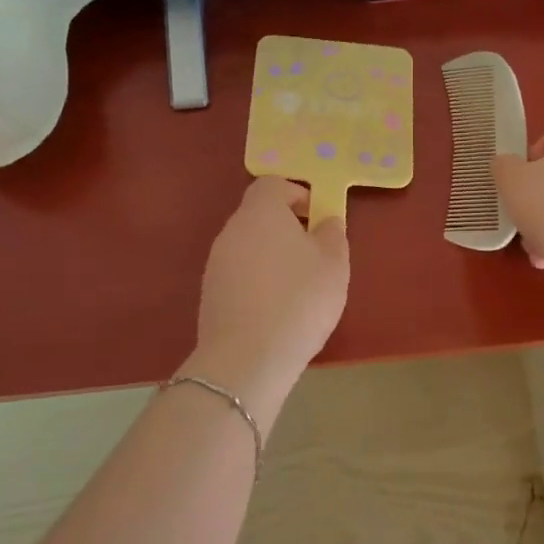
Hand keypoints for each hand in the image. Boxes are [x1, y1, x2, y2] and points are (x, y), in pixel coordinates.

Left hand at [190, 178, 349, 421]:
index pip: (272, 184)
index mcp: (261, 212)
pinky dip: (257, 280)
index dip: (296, 194)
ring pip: (248, 245)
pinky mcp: (210, 293)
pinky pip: (239, 273)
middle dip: (286, 226)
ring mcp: (216, 262)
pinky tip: (277, 308)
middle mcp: (232, 230)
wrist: (247, 358)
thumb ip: (332, 235)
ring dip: (272, 255)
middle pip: (258, 214)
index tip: (317, 216)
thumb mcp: (334, 264)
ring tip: (298, 285)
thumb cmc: (299, 300)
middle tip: (314, 252)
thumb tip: (325, 222)